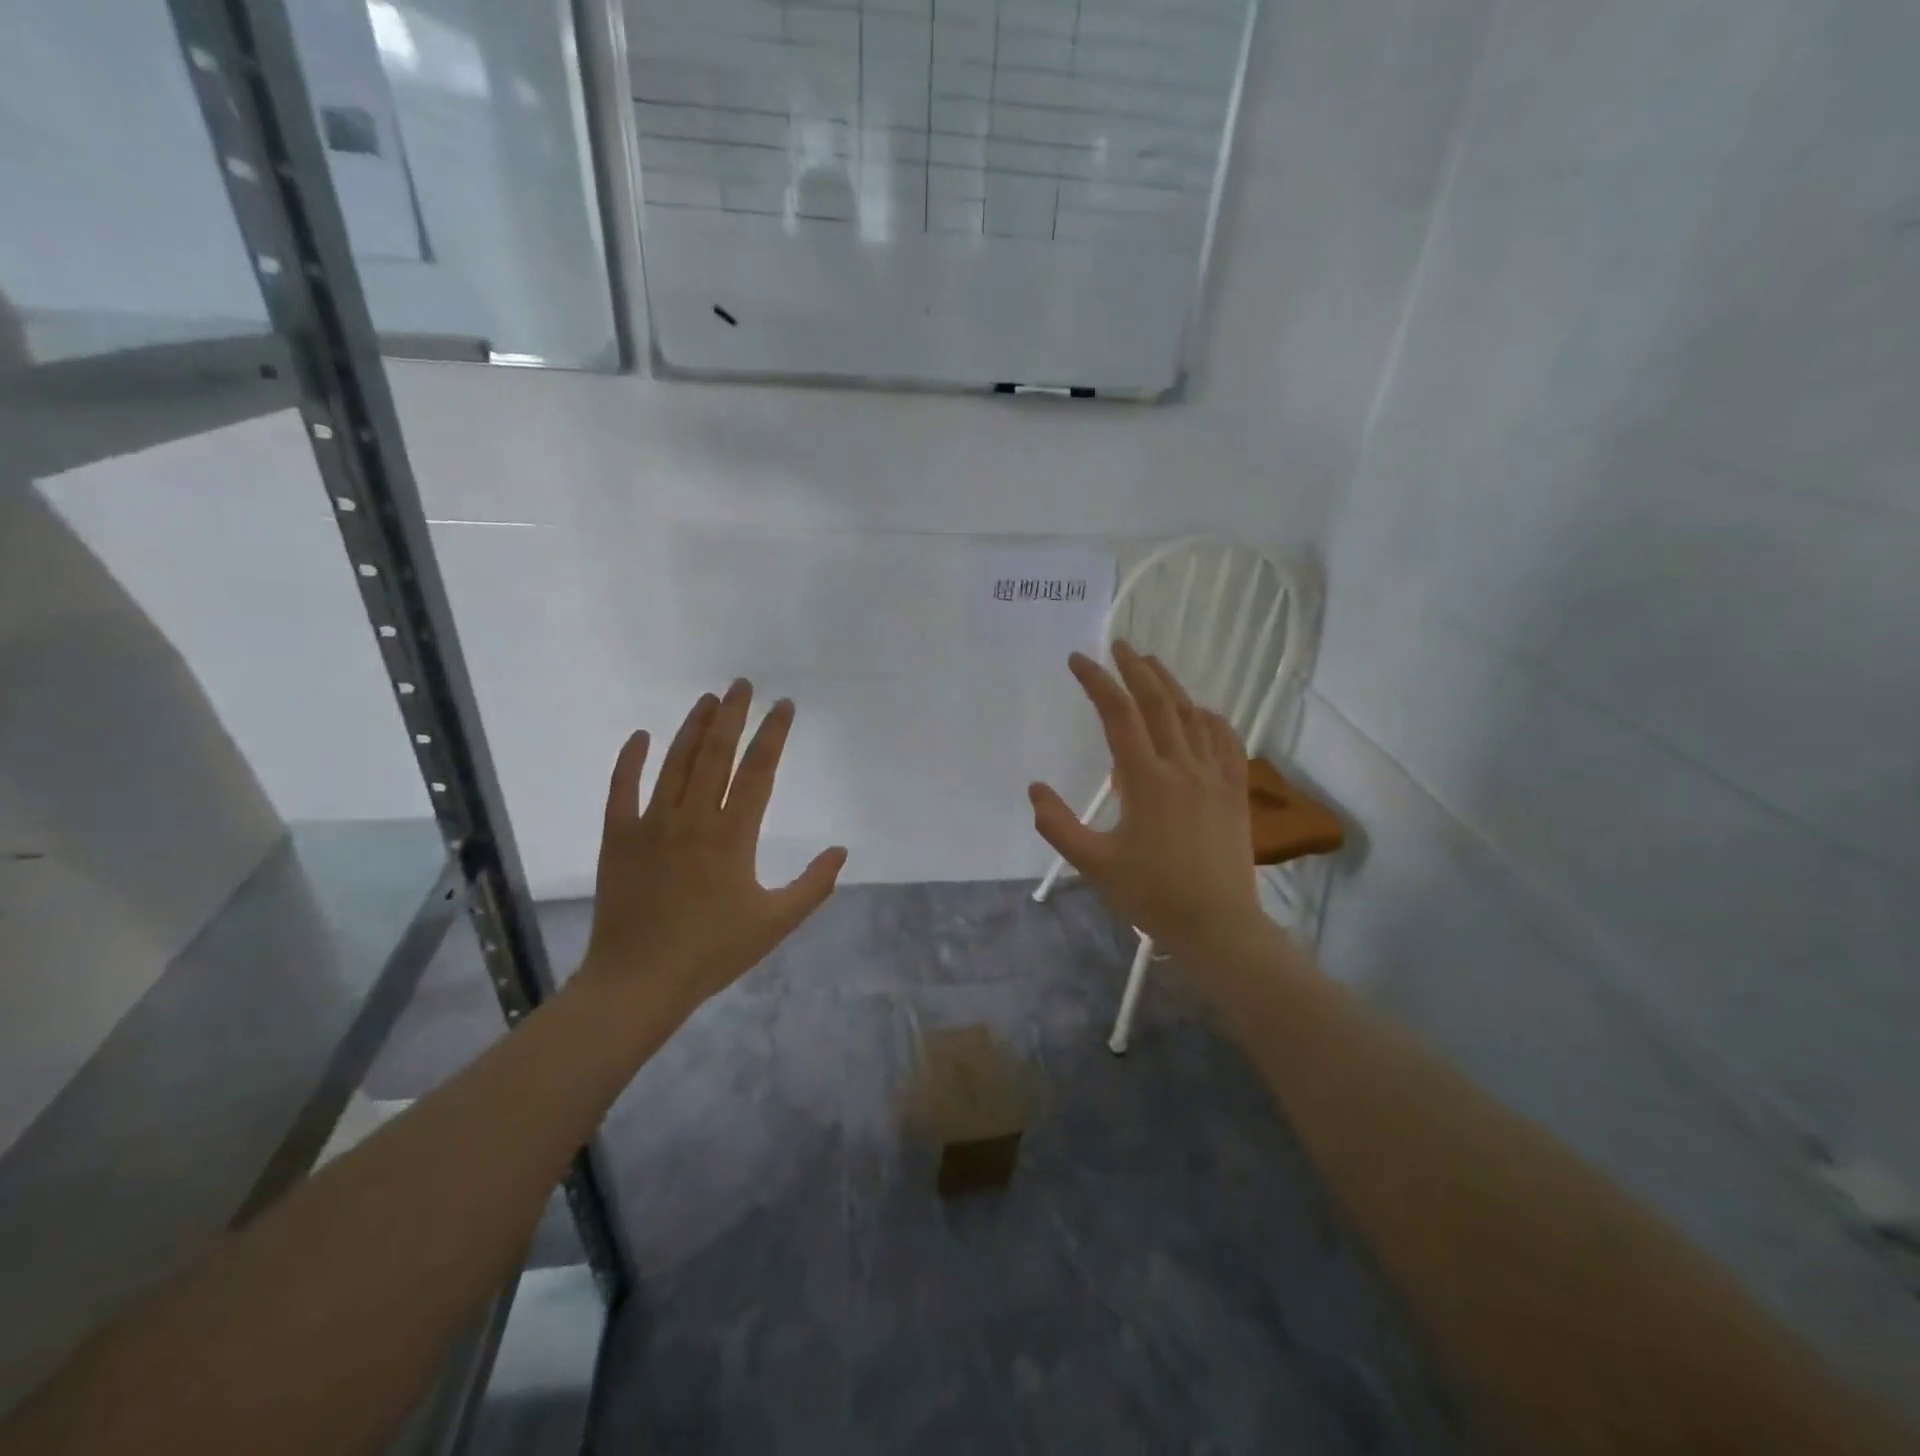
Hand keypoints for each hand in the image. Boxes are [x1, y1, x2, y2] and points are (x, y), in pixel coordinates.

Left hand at [578, 680, 847, 1023]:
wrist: (639, 981)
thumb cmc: (713, 952)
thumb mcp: (776, 923)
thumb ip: (813, 885)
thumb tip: (841, 851)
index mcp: (732, 836)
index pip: (757, 771)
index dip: (772, 735)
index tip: (783, 706)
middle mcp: (692, 819)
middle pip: (715, 755)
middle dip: (732, 715)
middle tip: (742, 684)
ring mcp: (651, 825)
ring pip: (674, 763)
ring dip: (692, 728)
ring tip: (707, 700)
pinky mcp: (618, 838)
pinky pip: (621, 790)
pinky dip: (629, 761)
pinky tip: (639, 736)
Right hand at [1030, 642, 1267, 988]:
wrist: (1217, 925)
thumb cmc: (1150, 895)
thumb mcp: (1093, 864)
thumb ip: (1058, 825)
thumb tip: (1035, 789)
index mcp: (1147, 780)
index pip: (1118, 715)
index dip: (1097, 682)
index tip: (1078, 660)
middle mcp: (1183, 767)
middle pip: (1159, 702)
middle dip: (1136, 669)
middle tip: (1118, 646)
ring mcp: (1215, 776)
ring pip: (1193, 715)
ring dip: (1170, 685)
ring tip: (1151, 665)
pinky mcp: (1235, 790)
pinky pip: (1225, 740)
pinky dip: (1209, 717)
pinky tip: (1200, 711)